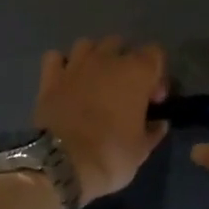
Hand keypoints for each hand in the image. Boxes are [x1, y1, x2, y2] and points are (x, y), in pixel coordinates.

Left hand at [34, 37, 170, 203]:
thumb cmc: (111, 154)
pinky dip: (62, 65)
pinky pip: (56, 57)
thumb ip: (153, 131)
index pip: (155, 53)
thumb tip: (159, 123)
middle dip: (125, 63)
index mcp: (136, 72)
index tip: (153, 100)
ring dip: (94, 58)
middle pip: (121, 45)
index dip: (157, 75)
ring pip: (88, 44)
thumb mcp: (142, 149)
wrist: (62, 164)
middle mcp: (106, 60)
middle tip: (125, 92)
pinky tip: (66, 81)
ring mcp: (75, 65)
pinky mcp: (49, 77)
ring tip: (95, 82)